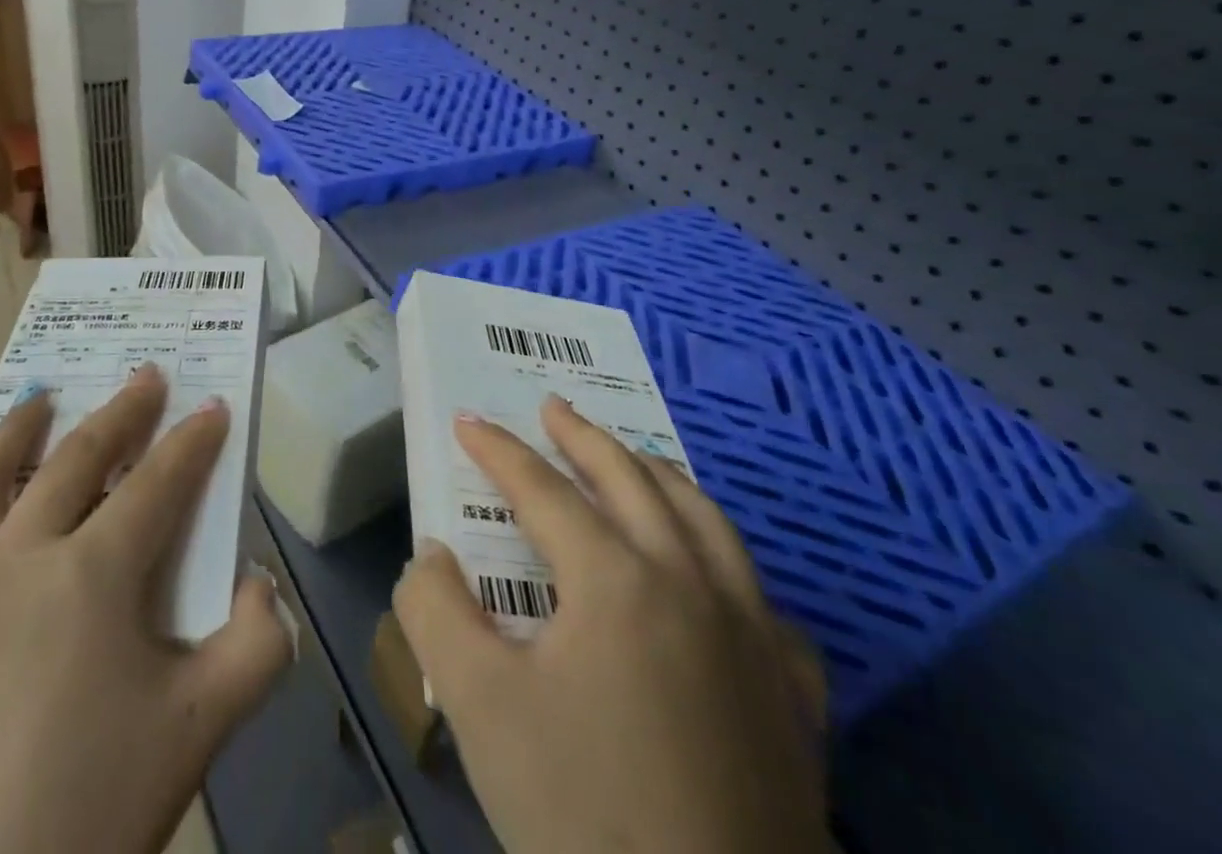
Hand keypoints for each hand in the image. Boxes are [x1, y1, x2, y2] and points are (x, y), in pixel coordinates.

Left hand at [0, 365, 293, 853]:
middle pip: (76, 459)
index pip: (158, 482)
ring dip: (16, 434)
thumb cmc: (80, 822)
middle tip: (143, 378)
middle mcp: (12, 556)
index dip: (193, 441)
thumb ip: (256, 650)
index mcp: (90, 573)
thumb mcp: (195, 735)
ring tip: (38, 404)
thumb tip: (264, 586)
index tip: (212, 407)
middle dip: (121, 413)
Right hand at [396, 397, 829, 853]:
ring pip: (705, 520)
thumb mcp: (480, 708)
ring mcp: (752, 634)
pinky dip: (729, 565)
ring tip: (630, 456)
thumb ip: (437, 611)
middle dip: (583, 436)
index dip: (498, 451)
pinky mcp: (791, 695)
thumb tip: (431, 553)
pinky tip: (719, 579)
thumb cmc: (586, 817)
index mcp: (616, 577)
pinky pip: (762, 600)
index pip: (543, 488)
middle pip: (630, 479)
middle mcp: (690, 581)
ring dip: (658, 475)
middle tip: (553, 408)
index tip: (468, 421)